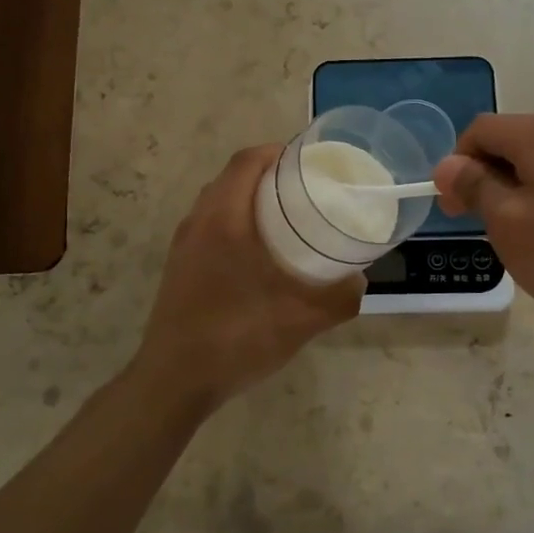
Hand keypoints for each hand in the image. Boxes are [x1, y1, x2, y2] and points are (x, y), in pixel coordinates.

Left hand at [130, 145, 363, 410]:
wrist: (174, 381)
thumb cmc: (237, 338)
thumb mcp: (302, 320)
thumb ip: (339, 298)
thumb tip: (360, 281)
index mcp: (224, 220)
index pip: (246, 162)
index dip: (276, 151)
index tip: (307, 159)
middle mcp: (198, 223)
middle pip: (231, 178)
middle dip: (267, 174)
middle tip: (304, 188)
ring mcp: (183, 246)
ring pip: (217, 203)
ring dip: (248, 199)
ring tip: (284, 217)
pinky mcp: (177, 268)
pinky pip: (208, 227)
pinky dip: (234, 223)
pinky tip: (257, 255)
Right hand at [434, 114, 533, 345]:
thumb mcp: (509, 225)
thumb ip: (474, 187)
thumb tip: (448, 165)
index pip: (480, 130)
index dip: (457, 165)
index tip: (454, 209)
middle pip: (513, 140)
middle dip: (489, 177)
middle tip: (485, 227)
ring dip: (519, 187)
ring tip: (525, 235)